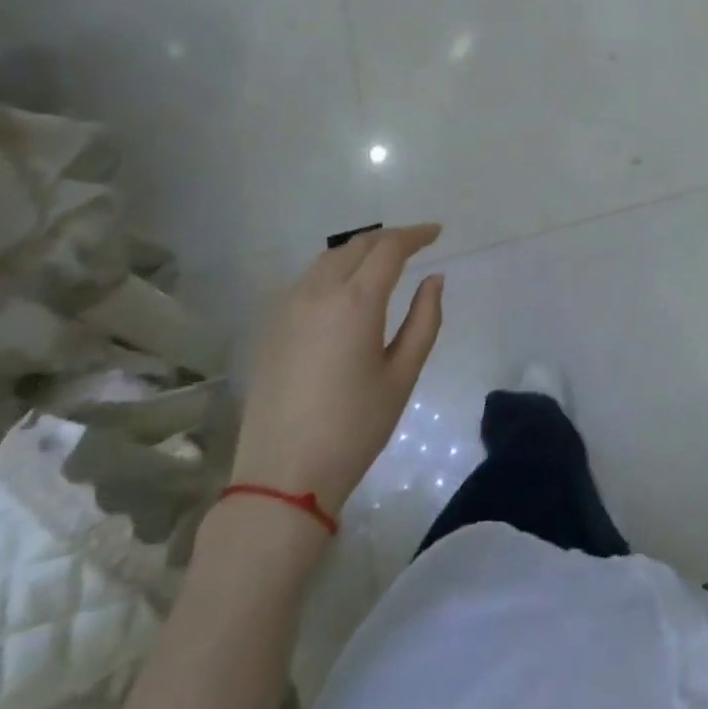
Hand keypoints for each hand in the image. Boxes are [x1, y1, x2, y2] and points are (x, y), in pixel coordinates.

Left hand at [230, 225, 444, 514]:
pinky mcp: (271, 326)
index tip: (436, 233)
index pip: (388, 248)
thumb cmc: (355, 428)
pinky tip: (347, 288)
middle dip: (389, 238)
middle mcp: (317, 292)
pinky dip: (334, 270)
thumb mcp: (402, 375)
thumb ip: (424, 320)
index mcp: (355, 302)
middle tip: (415, 243)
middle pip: (356, 246)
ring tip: (383, 260)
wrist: (283, 475)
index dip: (415, 235)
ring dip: (359, 250)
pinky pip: (308, 280)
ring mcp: (288, 307)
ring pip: (328, 259)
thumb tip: (433, 279)